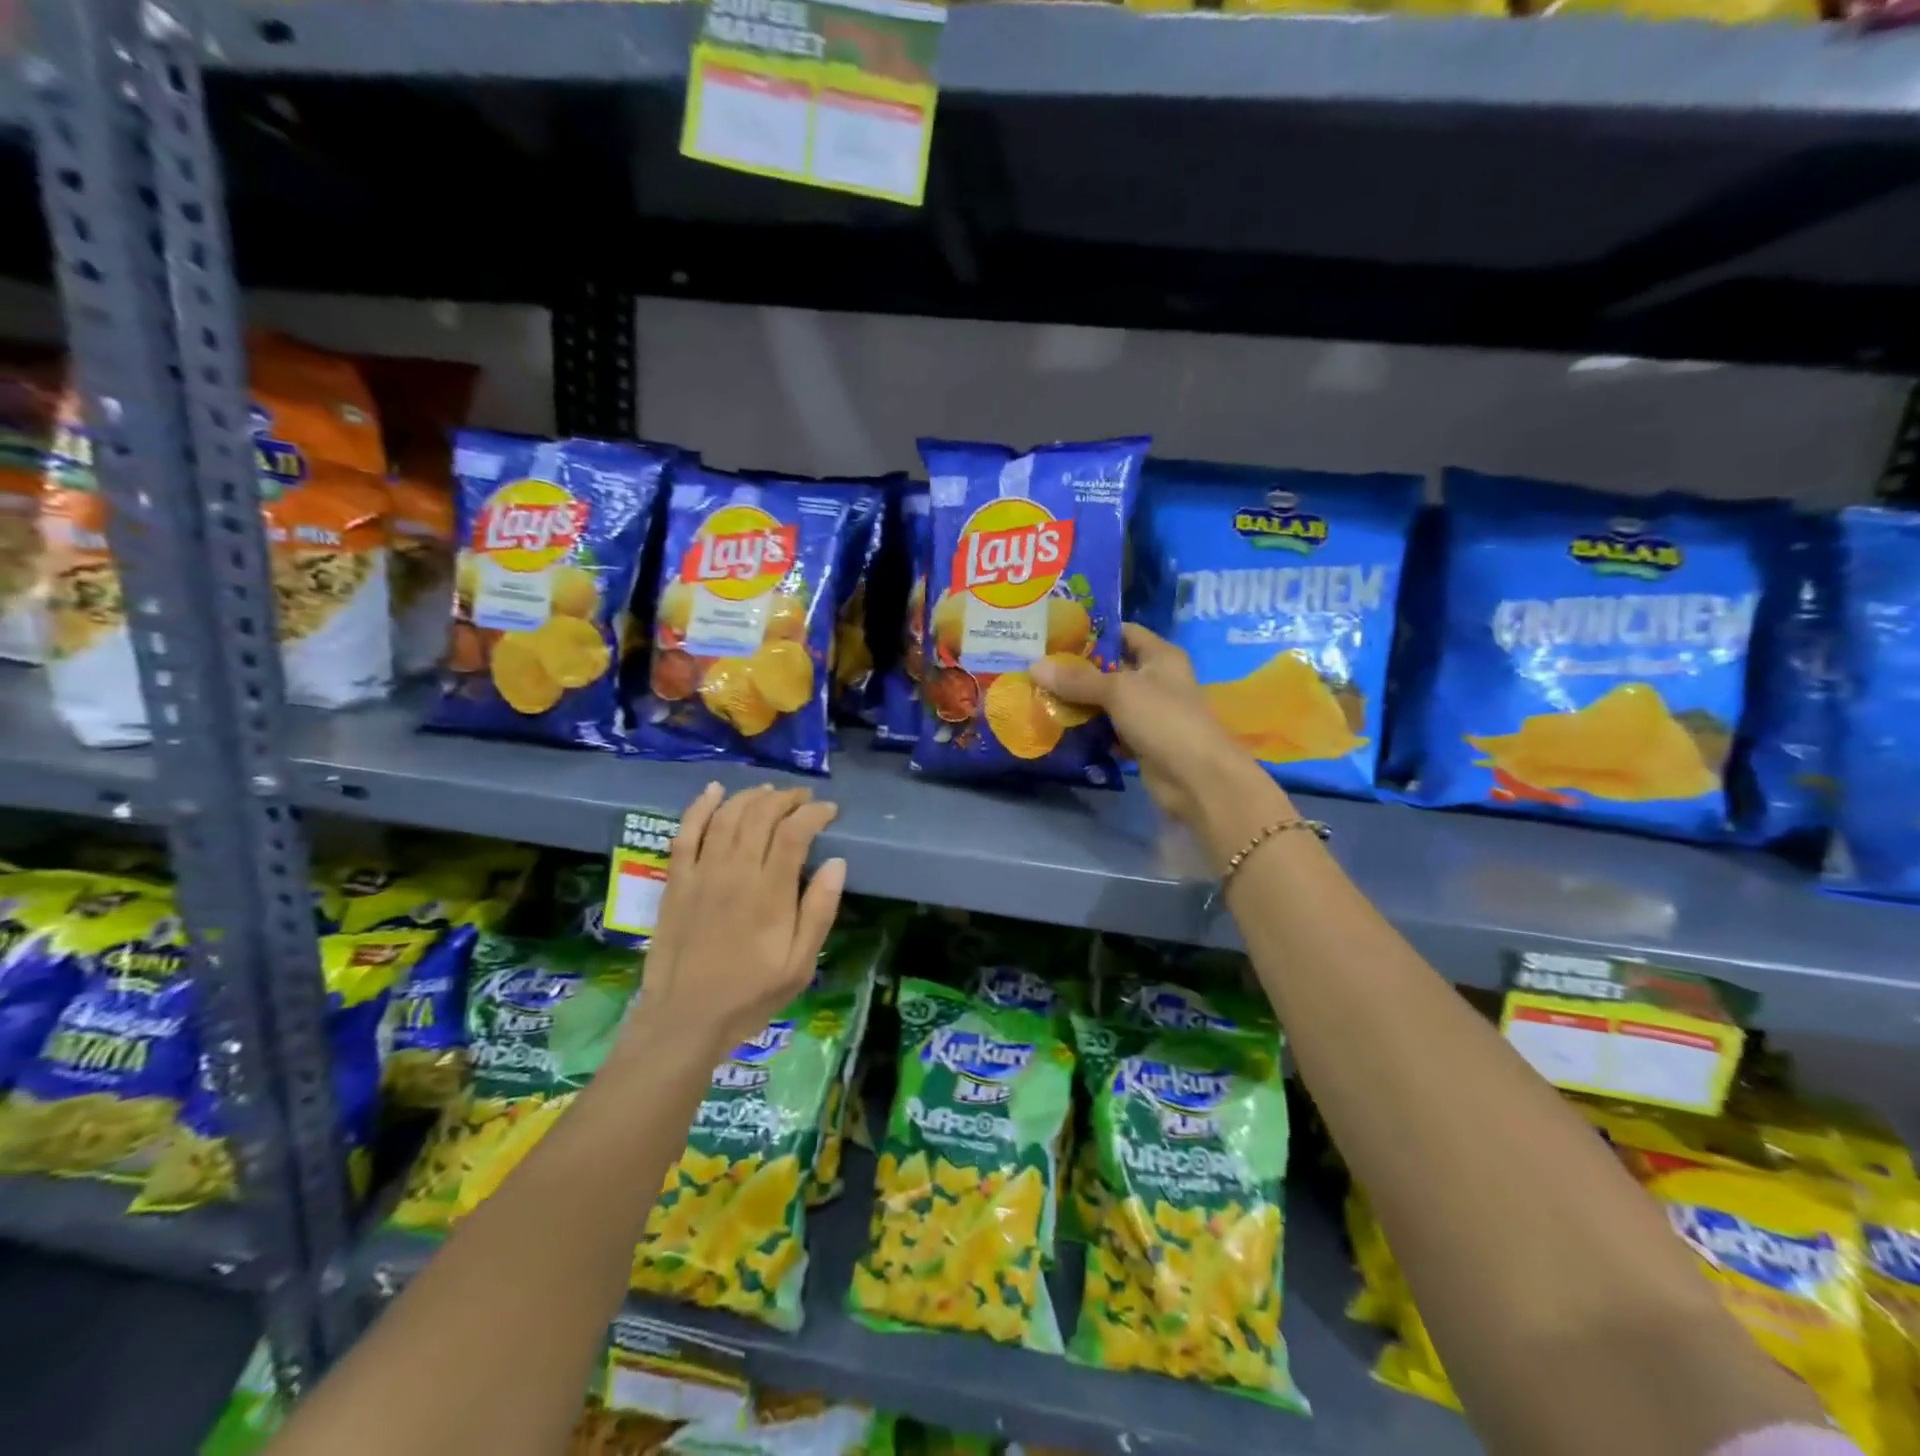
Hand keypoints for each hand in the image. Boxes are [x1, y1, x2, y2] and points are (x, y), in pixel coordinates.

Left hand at [625, 783, 845, 1062]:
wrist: (684, 1019)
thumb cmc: (749, 995)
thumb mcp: (800, 965)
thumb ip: (819, 911)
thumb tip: (837, 863)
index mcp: (770, 893)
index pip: (795, 832)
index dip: (814, 813)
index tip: (829, 811)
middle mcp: (736, 872)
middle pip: (761, 815)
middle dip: (786, 798)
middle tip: (803, 799)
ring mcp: (702, 873)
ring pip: (727, 816)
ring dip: (751, 796)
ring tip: (770, 792)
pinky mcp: (676, 881)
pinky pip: (686, 832)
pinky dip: (700, 807)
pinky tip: (714, 790)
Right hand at [1032, 623, 1266, 828]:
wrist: (1197, 779)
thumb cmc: (1164, 720)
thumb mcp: (1119, 691)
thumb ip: (1077, 679)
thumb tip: (1034, 667)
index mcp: (1160, 656)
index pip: (1123, 632)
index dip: (1092, 631)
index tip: (1054, 633)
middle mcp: (1155, 680)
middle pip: (1110, 669)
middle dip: (1075, 670)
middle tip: (1035, 667)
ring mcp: (1148, 713)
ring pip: (1106, 702)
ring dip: (1077, 703)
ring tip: (1037, 695)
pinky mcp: (1140, 742)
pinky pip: (1108, 730)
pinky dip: (1088, 731)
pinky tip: (1057, 728)